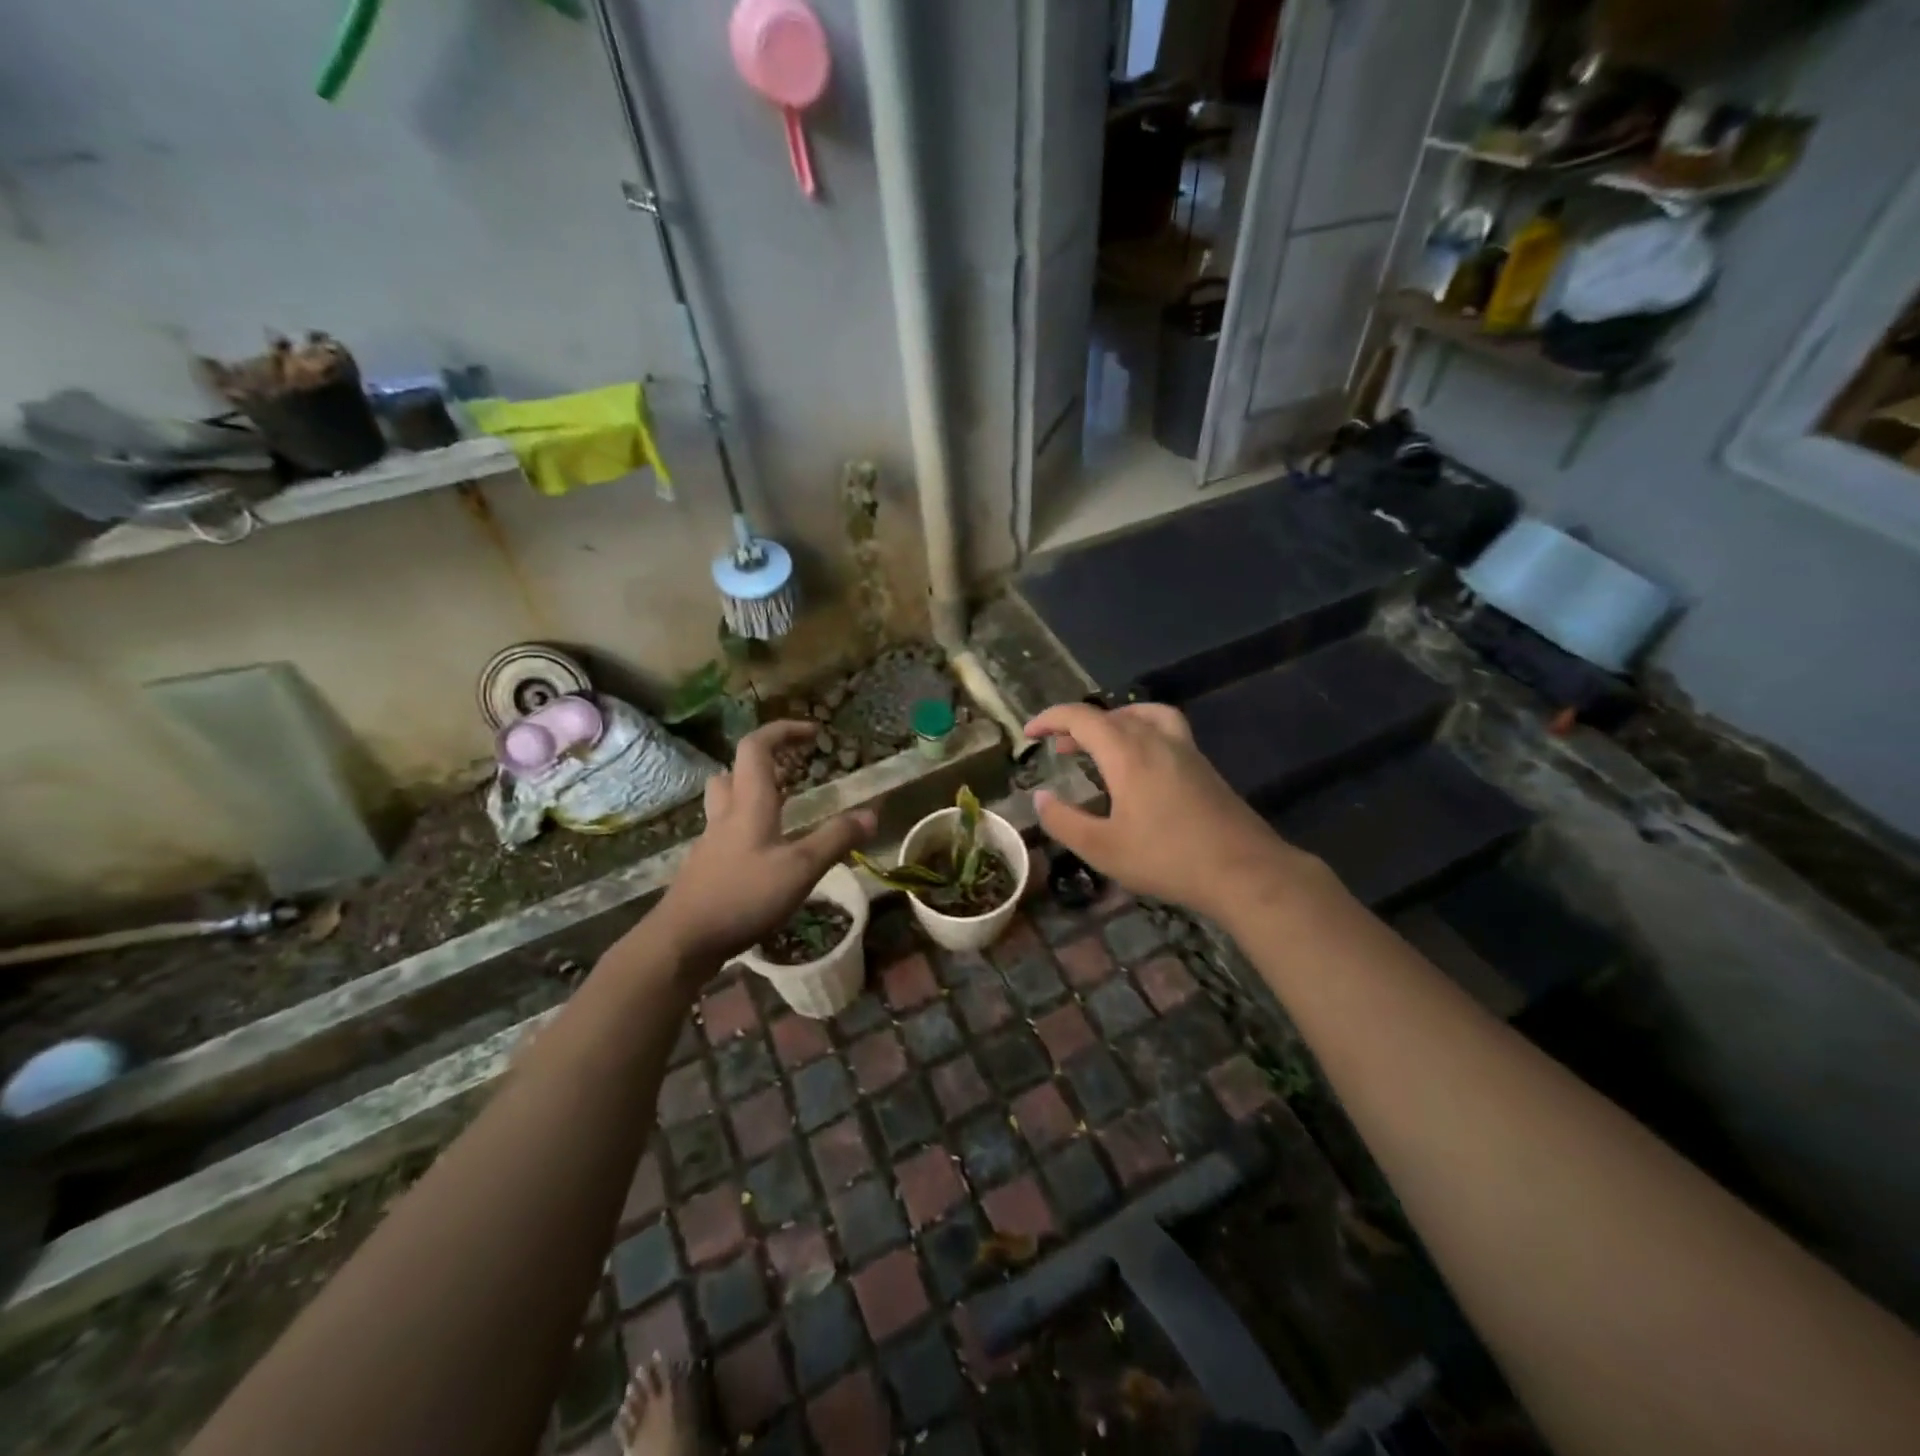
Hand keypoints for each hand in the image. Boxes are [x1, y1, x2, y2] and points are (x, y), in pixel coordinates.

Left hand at [652, 721, 876, 969]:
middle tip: (793, 773)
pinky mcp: (706, 868)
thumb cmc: (743, 896)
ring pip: (727, 802)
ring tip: (782, 810)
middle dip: (764, 763)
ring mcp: (711, 843)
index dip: (783, 731)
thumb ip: (836, 840)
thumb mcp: (800, 869)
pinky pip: (726, 834)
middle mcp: (726, 815)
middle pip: (734, 772)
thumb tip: (871, 814)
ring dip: (751, 795)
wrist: (682, 940)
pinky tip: (766, 856)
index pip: (757, 747)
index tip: (812, 733)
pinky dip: (747, 830)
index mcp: (749, 804)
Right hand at [1024, 702, 1320, 922]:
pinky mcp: (1203, 766)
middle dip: (1078, 725)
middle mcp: (1156, 740)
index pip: (1081, 717)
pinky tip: (1139, 767)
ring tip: (1100, 746)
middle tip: (1058, 749)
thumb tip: (1041, 797)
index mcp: (1127, 753)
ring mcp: (1185, 750)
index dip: (1050, 718)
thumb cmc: (1167, 859)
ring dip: (1113, 723)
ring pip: (1142, 717)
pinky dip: (1140, 733)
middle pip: (1111, 714)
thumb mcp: (1103, 848)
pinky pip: (1164, 730)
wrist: (1244, 871)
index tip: (1030, 733)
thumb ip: (1065, 821)